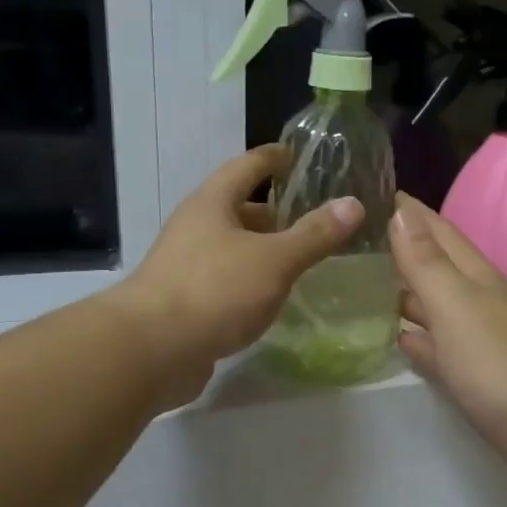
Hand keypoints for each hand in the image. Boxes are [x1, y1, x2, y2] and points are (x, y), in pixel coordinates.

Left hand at [113, 145, 363, 406]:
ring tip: (299, 262)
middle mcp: (195, 228)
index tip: (297, 157)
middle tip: (311, 221)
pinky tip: (271, 299)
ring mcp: (186, 266)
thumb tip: (354, 204)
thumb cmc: (215, 290)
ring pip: (232, 249)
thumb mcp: (274, 260)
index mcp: (212, 203)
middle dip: (273, 213)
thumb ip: (314, 235)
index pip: (247, 166)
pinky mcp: (185, 303)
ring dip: (262, 251)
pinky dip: (250, 283)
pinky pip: (225, 282)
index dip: (274, 159)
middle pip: (237, 209)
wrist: (153, 349)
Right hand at [392, 194, 506, 491]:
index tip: (370, 190)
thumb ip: (426, 261)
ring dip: (406, 294)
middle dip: (401, 249)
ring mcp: (479, 341)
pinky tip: (399, 338)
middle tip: (354, 241)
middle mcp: (479, 301)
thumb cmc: (497, 362)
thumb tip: (401, 210)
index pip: (438, 229)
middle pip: (436, 266)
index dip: (407, 210)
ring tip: (363, 285)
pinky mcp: (476, 378)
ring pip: (436, 307)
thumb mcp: (455, 304)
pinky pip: (439, 348)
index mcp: (475, 277)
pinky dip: (419, 339)